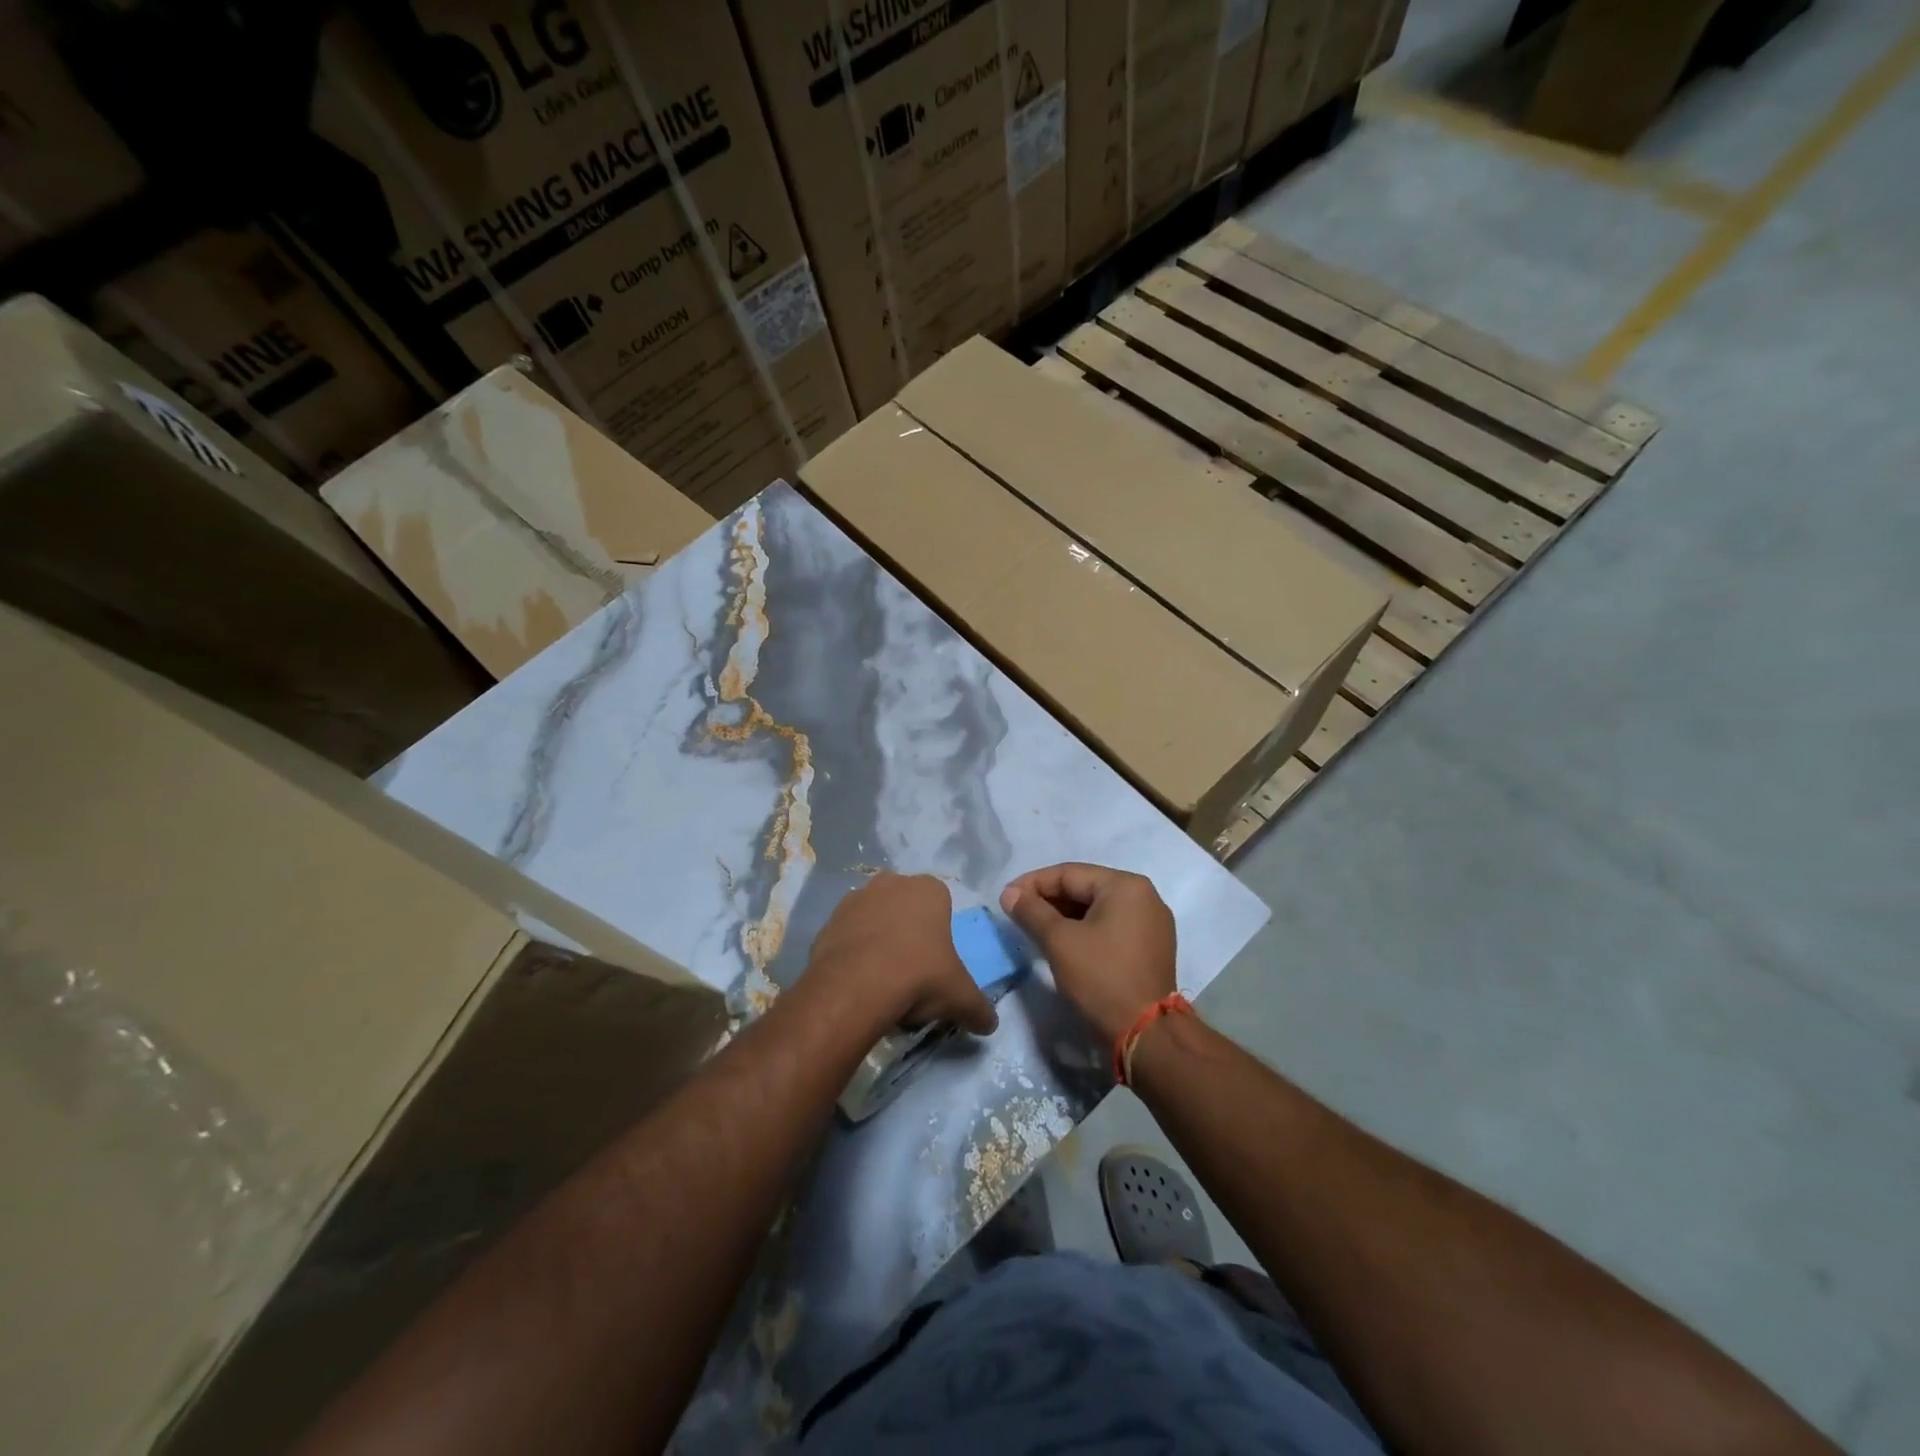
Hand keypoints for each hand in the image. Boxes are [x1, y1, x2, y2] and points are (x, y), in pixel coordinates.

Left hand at [806, 873, 997, 1035]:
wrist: (856, 987)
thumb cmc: (919, 977)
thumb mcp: (961, 998)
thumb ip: (980, 1009)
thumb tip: (990, 1025)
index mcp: (929, 889)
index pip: (941, 904)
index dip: (940, 933)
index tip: (937, 963)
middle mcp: (891, 883)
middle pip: (906, 908)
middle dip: (908, 932)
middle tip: (911, 972)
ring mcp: (856, 899)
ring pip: (874, 919)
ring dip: (878, 940)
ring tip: (882, 981)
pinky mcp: (828, 921)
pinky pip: (847, 935)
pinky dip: (852, 953)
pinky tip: (858, 982)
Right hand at [1000, 863, 1175, 1043]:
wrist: (1147, 1035)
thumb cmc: (1101, 978)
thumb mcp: (1059, 942)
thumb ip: (1031, 912)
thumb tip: (1009, 893)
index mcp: (1126, 886)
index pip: (1069, 873)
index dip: (1032, 884)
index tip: (1006, 898)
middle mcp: (1144, 896)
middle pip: (1085, 888)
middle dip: (1049, 900)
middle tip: (1017, 914)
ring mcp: (1152, 923)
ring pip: (1097, 909)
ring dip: (1065, 916)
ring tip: (1035, 928)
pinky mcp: (1151, 946)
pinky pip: (1110, 926)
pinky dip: (1085, 930)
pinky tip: (1063, 942)